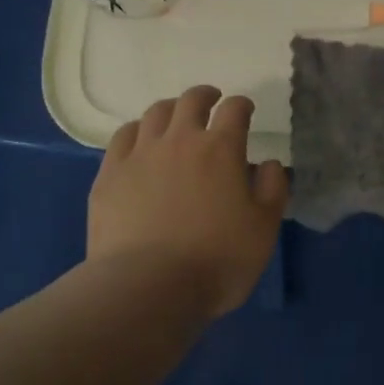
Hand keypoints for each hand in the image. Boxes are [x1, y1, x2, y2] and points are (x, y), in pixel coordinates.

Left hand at [88, 85, 289, 315]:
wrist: (147, 288)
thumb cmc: (216, 260)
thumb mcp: (264, 229)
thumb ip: (273, 189)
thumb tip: (269, 163)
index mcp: (221, 148)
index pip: (235, 109)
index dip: (242, 105)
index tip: (245, 111)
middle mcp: (180, 139)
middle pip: (191, 101)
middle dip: (205, 96)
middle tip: (211, 101)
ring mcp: (140, 154)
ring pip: (155, 113)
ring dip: (171, 109)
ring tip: (175, 118)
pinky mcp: (110, 174)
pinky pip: (123, 137)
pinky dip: (137, 130)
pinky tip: (140, 141)